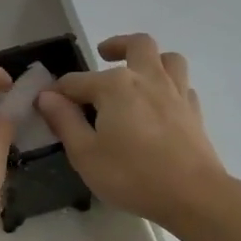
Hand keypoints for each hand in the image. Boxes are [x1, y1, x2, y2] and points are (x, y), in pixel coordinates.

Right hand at [35, 33, 226, 229]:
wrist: (193, 195)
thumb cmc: (131, 175)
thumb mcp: (85, 154)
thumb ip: (65, 121)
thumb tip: (47, 96)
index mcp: (115, 86)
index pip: (76, 81)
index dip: (58, 92)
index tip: (45, 105)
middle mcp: (147, 78)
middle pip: (136, 45)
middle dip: (116, 45)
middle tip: (103, 55)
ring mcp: (176, 92)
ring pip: (168, 58)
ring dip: (151, 59)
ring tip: (138, 72)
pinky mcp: (195, 112)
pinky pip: (183, 86)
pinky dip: (170, 87)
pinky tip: (161, 104)